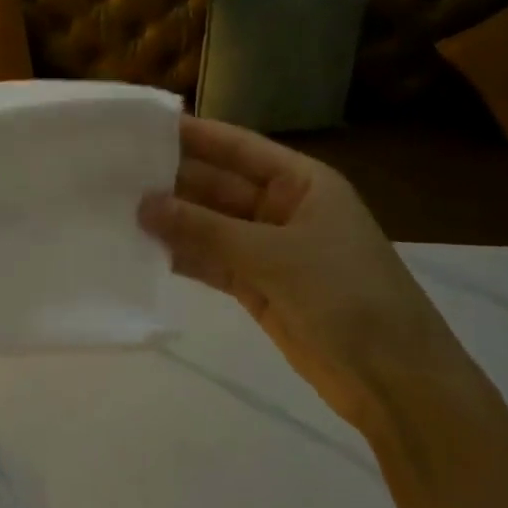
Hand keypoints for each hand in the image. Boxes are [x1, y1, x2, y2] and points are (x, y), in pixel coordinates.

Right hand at [139, 116, 470, 431]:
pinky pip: (210, 261)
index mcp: (301, 182)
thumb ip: (204, 229)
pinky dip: (180, 256)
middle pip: (216, 185)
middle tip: (112, 172)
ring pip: (208, 224)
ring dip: (170, 220)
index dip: (192, 134)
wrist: (396, 382)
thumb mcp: (275, 255)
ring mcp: (268, 249)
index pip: (237, 147)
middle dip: (171, 181)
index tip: (140, 125)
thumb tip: (142, 204)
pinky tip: (140, 249)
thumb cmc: (347, 297)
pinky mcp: (256, 285)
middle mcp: (281, 208)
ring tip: (114, 208)